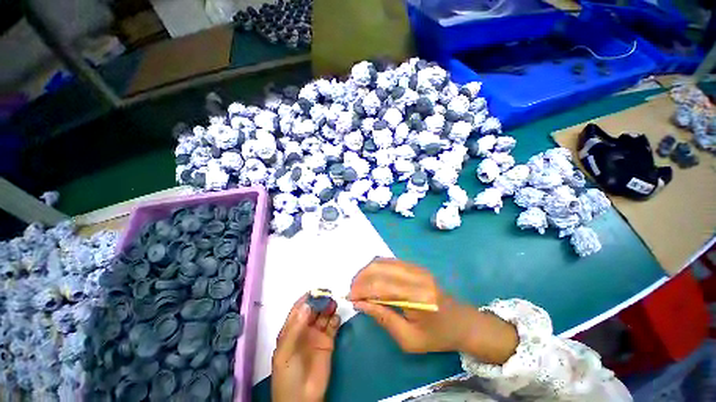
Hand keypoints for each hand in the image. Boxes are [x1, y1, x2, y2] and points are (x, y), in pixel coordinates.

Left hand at [272, 293, 340, 401]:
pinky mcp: (328, 342)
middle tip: (328, 295)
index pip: (299, 309)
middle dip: (320, 301)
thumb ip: (294, 329)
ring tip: (334, 304)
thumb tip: (307, 306)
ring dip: (329, 308)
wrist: (302, 399)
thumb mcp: (285, 352)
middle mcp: (304, 329)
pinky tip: (336, 319)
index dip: (306, 299)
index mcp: (291, 329)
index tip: (316, 291)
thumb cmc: (288, 374)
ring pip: (324, 316)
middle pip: (313, 310)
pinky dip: (335, 320)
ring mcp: (317, 335)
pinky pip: (333, 326)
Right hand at [348, 258, 517, 363]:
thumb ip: (383, 318)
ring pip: (383, 261)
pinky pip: (389, 261)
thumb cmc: (436, 335)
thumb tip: (360, 303)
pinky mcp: (415, 266)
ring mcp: (416, 268)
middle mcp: (416, 276)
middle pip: (380, 268)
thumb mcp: (408, 339)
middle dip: (361, 278)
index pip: (381, 287)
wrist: (460, 321)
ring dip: (367, 271)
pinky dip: (376, 268)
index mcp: (417, 297)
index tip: (349, 298)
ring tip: (358, 284)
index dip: (362, 290)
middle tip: (352, 290)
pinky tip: (370, 278)